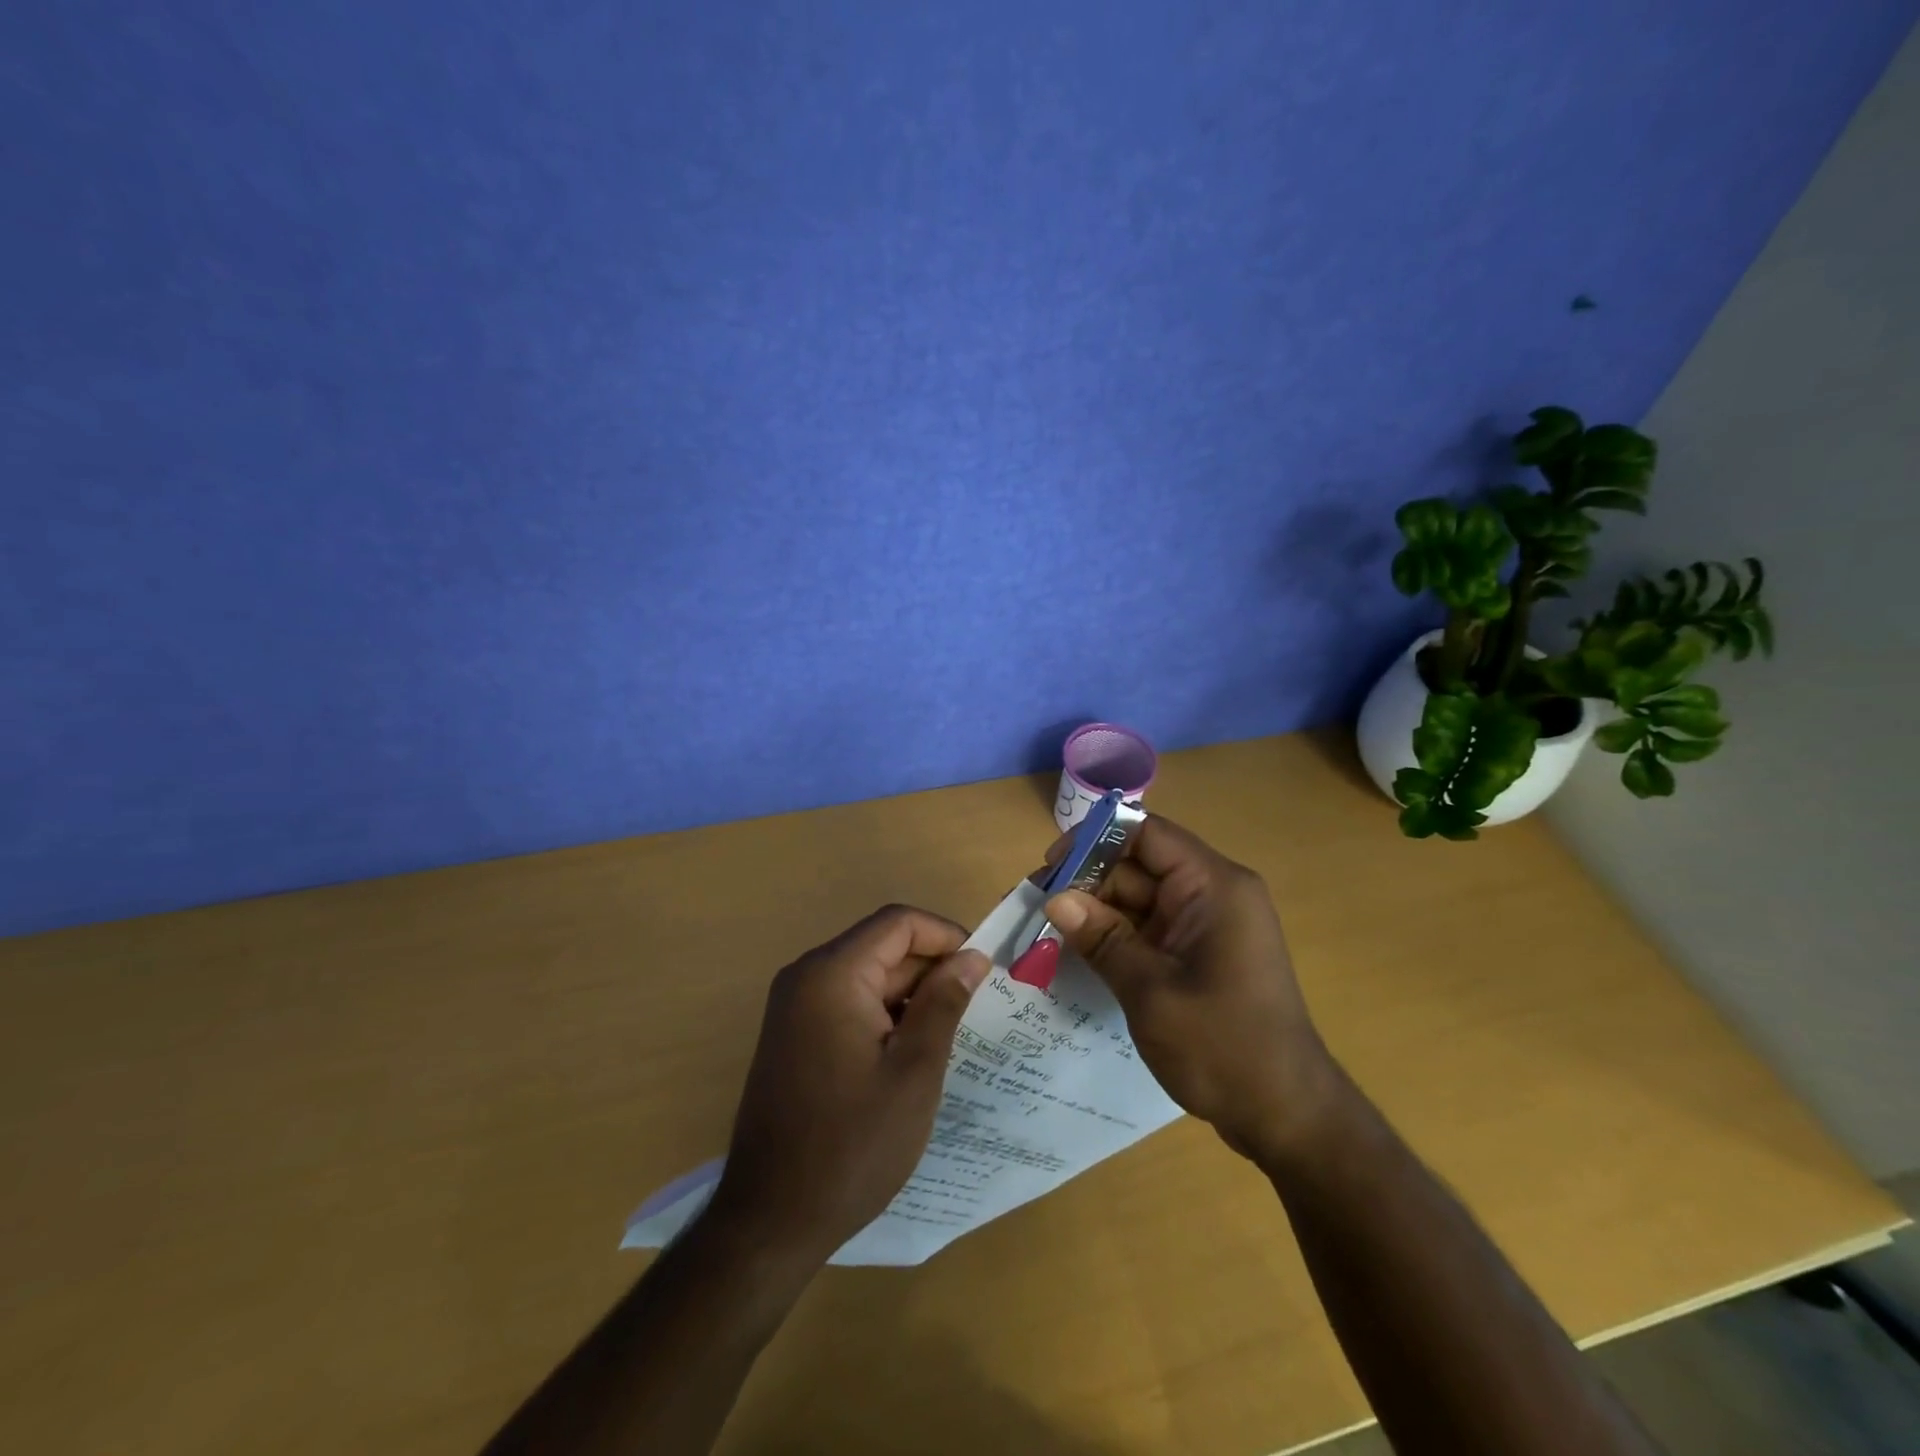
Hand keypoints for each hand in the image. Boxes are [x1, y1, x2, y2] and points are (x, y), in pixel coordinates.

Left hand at [707, 905, 988, 1261]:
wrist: (771, 1220)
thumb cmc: (852, 1145)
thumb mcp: (914, 1072)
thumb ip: (944, 1003)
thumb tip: (972, 957)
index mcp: (832, 974)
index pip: (898, 923)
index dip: (945, 936)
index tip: (981, 970)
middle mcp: (807, 977)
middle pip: (882, 947)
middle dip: (931, 969)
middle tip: (975, 1009)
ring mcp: (795, 1006)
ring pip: (868, 976)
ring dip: (911, 995)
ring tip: (950, 1035)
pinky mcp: (794, 1035)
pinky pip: (849, 1003)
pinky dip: (885, 1015)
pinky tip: (911, 1053)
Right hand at [1044, 816, 1335, 1164]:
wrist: (1286, 1115)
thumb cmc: (1223, 1047)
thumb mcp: (1151, 991)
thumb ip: (1103, 939)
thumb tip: (1054, 899)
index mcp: (1214, 886)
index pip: (1147, 834)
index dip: (1095, 840)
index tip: (1051, 865)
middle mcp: (1213, 893)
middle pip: (1139, 865)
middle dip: (1088, 881)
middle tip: (1036, 904)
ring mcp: (1206, 924)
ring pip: (1139, 898)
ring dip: (1096, 911)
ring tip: (1045, 930)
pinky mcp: (1198, 952)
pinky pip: (1149, 927)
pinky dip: (1115, 936)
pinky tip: (1077, 951)